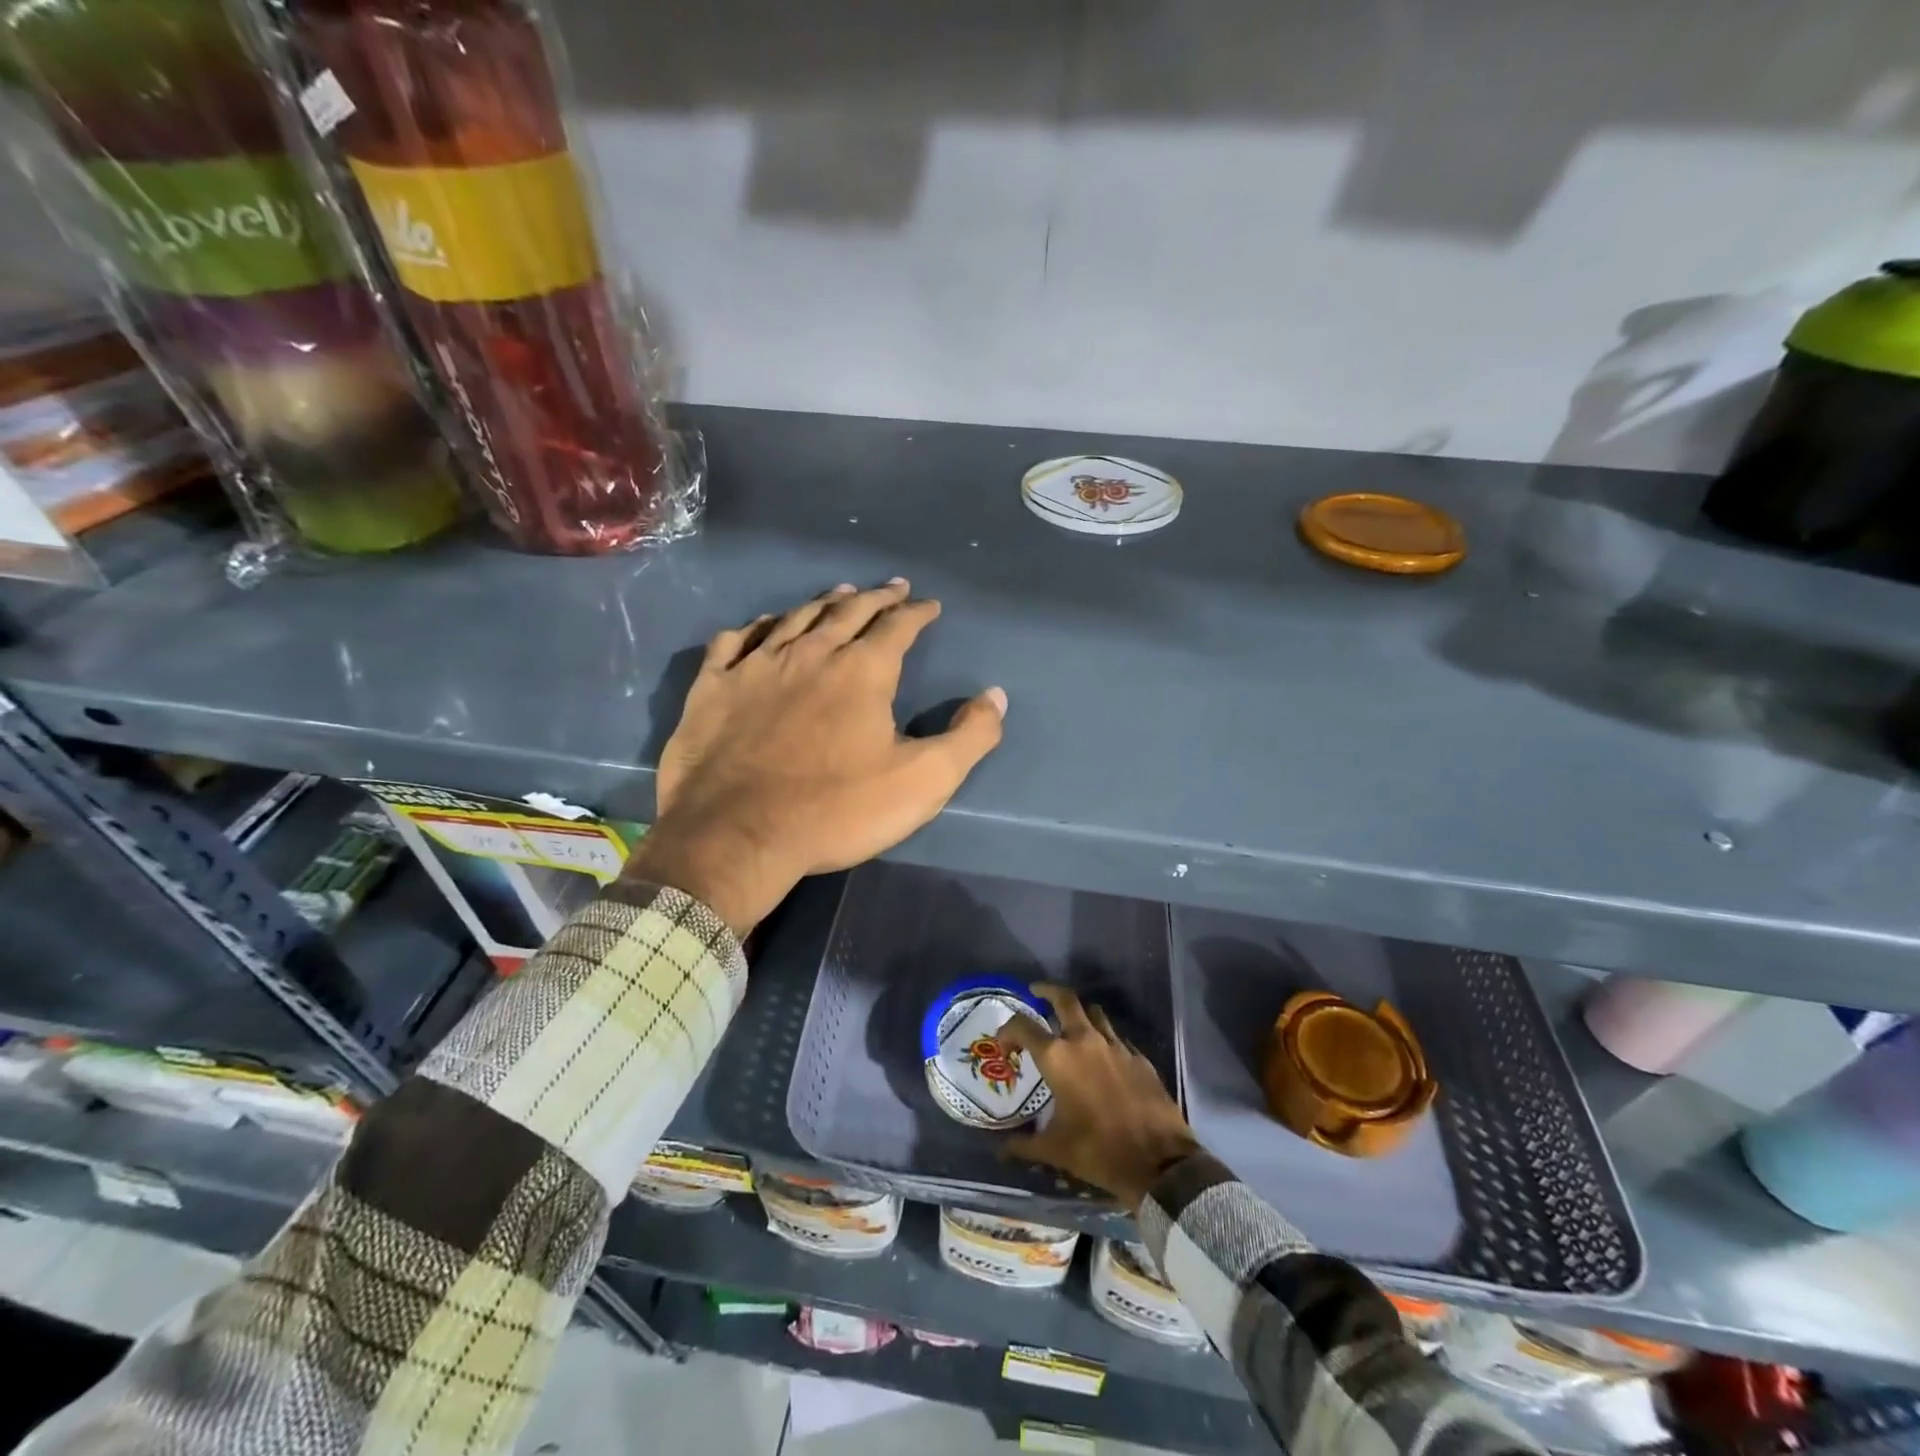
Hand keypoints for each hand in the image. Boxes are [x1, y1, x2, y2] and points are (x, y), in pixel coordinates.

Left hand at [624, 580, 1006, 934]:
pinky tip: (764, 625)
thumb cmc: (836, 810)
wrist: (736, 836)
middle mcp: (810, 653)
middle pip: (848, 612)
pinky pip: (735, 641)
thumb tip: (995, 696)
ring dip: (823, 603)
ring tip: (840, 594)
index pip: (898, 626)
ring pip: (795, 618)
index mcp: (862, 671)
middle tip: (891, 587)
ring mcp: (756, 666)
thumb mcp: (923, 782)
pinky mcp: (713, 687)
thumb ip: (969, 737)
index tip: (930, 605)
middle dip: (875, 597)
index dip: (917, 613)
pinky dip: (756, 626)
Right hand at [999, 983, 1200, 1211]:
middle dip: (1047, 991)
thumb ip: (1025, 1145)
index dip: (1008, 1029)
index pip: (1023, 1026)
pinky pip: (1117, 1037)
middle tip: (1036, 993)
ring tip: (1070, 1023)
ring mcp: (1116, 1046)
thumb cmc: (1099, 1151)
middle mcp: (1085, 1041)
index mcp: (1058, 1057)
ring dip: (1079, 1012)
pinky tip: (1103, 1056)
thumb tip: (1002, 1150)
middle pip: (1064, 998)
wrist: (1159, 1162)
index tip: (1004, 1042)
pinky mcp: (1139, 1057)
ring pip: (1094, 1012)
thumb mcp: (1056, 1150)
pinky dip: (1104, 1039)